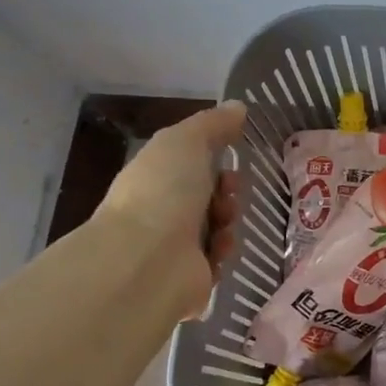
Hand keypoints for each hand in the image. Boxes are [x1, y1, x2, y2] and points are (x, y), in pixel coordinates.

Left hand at [95, 101, 247, 318]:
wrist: (148, 260)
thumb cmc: (163, 192)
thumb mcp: (186, 141)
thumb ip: (212, 124)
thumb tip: (237, 107)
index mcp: (153, 178)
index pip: (188, 165)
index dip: (214, 160)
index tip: (231, 161)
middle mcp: (159, 211)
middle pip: (206, 197)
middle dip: (226, 192)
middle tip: (230, 194)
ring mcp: (171, 247)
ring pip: (215, 228)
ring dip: (228, 221)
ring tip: (224, 223)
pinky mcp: (188, 278)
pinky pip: (217, 260)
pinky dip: (224, 251)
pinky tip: (221, 249)